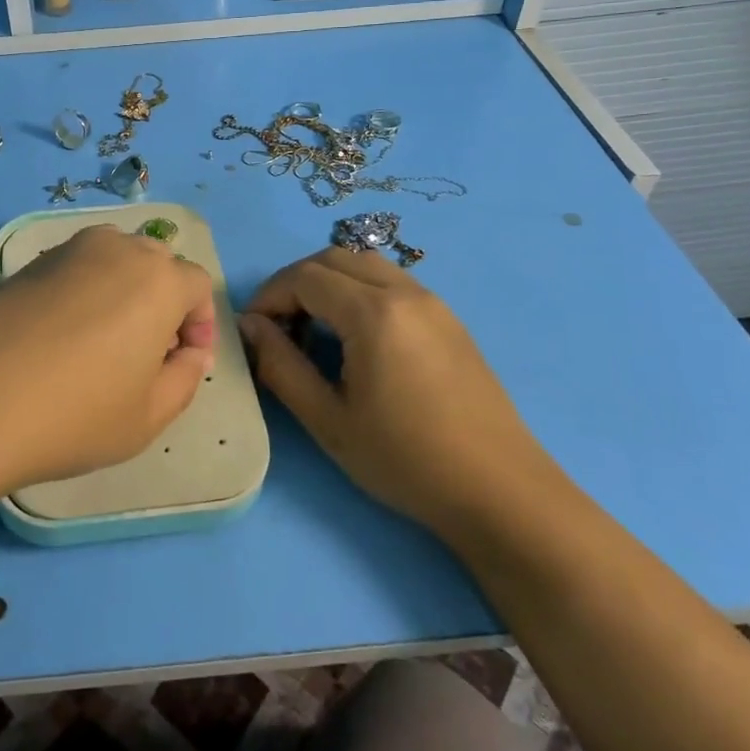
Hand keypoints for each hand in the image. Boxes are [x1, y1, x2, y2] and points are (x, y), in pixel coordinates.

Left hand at [0, 225, 217, 497]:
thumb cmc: (75, 414)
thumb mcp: (149, 415)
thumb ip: (184, 378)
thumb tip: (188, 352)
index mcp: (158, 279)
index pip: (197, 284)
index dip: (200, 323)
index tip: (183, 361)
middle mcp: (117, 249)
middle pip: (157, 263)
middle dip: (164, 302)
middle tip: (146, 353)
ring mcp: (68, 250)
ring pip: (115, 259)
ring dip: (124, 291)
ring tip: (103, 341)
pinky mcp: (28, 262)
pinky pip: (76, 267)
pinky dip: (84, 291)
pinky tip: (61, 336)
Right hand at [238, 247, 553, 536]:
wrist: (500, 492)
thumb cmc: (405, 460)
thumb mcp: (328, 419)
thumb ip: (280, 365)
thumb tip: (249, 326)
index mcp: (373, 313)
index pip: (304, 277)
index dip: (269, 296)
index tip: (252, 331)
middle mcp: (405, 292)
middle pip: (333, 258)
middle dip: (295, 282)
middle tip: (279, 326)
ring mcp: (433, 302)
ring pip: (365, 265)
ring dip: (329, 283)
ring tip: (314, 330)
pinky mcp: (449, 319)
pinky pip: (392, 283)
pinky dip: (359, 291)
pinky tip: (356, 338)